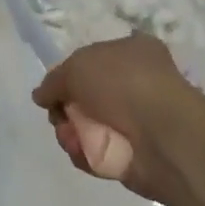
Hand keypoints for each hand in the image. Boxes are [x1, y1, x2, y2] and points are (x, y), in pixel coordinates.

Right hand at [31, 33, 204, 204]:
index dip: (69, 74)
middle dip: (65, 108)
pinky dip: (85, 153)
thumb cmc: (123, 84)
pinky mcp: (132, 154)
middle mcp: (135, 83)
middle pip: (84, 96)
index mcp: (132, 51)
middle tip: (60, 115)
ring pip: (86, 126)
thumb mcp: (77, 67)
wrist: (163, 135)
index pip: (91, 60)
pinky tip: (85, 152)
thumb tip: (41, 95)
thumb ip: (54, 80)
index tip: (54, 88)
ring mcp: (135, 120)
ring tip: (72, 137)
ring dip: (70, 132)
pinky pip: (96, 152)